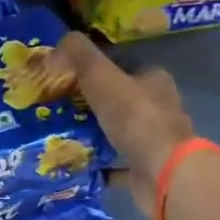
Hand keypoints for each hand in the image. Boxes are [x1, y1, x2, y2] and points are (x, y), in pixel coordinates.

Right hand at [45, 32, 196, 217]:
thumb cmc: (136, 118)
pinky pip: (115, 163)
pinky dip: (97, 162)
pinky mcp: (145, 168)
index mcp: (153, 79)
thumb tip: (55, 46)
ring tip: (57, 133)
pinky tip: (74, 162)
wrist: (164, 173)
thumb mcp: (101, 77)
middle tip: (54, 105)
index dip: (93, 67)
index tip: (64, 74)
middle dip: (88, 102)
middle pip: (118, 99)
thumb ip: (79, 56)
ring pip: (116, 132)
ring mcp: (153, 141)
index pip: (121, 65)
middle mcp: (157, 108)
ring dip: (91, 133)